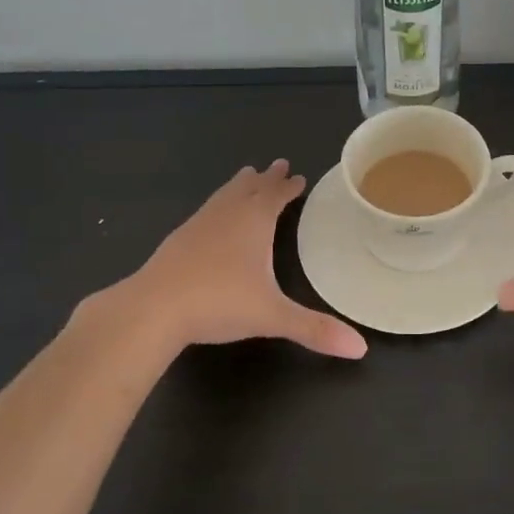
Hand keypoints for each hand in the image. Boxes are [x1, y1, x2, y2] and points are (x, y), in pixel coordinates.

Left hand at [115, 160, 367, 358]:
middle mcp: (227, 215)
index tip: (298, 176)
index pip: (276, 196)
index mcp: (254, 222)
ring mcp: (198, 225)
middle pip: (250, 188)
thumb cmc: (218, 303)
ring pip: (224, 195)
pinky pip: (205, 211)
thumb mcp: (272, 316)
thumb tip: (361, 349)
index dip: (289, 187)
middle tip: (278, 164)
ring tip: (246, 176)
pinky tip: (212, 217)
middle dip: (266, 178)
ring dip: (240, 185)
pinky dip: (217, 205)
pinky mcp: (177, 240)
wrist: (152, 308)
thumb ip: (315, 330)